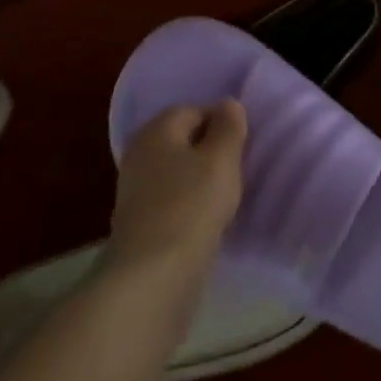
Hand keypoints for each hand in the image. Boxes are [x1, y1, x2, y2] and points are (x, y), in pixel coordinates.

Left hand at [107, 101, 247, 279]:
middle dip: (211, 151)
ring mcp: (135, 190)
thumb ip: (228, 127)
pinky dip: (189, 205)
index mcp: (156, 130)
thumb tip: (228, 104)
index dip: (222, 122)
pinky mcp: (138, 223)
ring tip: (227, 197)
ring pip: (177, 172)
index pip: (194, 110)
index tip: (244, 145)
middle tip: (238, 169)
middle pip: (183, 141)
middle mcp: (139, 153)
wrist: (153, 276)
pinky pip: (171, 200)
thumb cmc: (192, 205)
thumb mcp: (221, 159)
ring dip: (201, 180)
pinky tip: (207, 220)